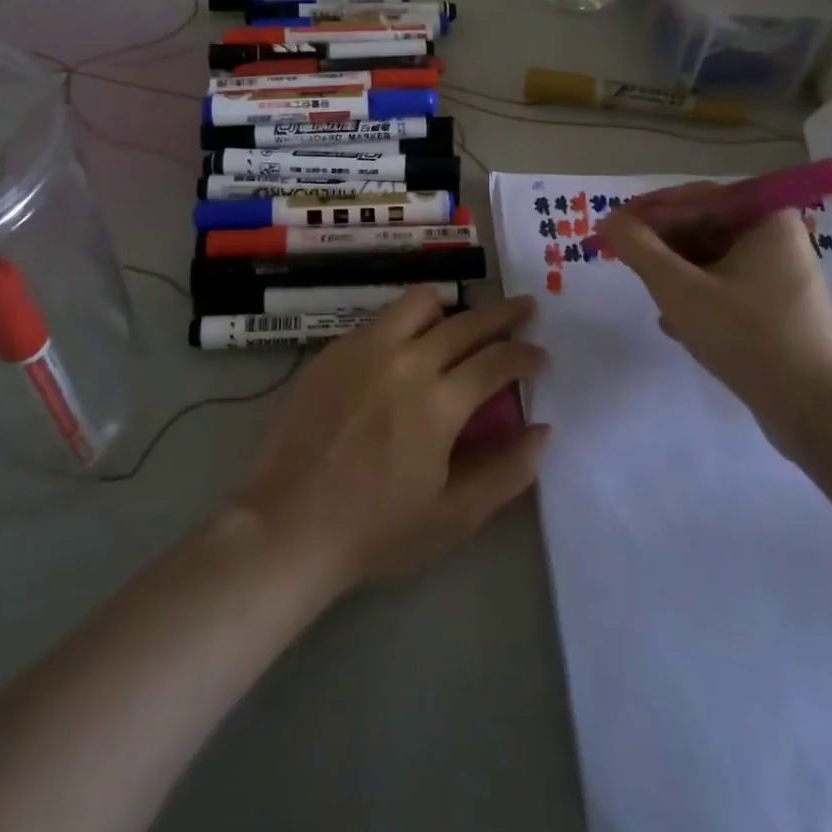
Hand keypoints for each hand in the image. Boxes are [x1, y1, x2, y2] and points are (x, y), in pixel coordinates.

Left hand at [228, 292, 548, 595]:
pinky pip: (382, 317)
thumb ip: (506, 471)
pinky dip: (408, 321)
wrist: (288, 525)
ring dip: (451, 308)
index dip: (525, 353)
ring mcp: (365, 348)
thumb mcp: (453, 517)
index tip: (540, 354)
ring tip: (460, 323)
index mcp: (439, 401)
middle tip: (524, 310)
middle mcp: (406, 360)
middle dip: (504, 313)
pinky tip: (408, 345)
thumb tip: (543, 431)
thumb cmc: (375, 529)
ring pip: (420, 301)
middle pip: (467, 321)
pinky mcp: (335, 349)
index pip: (497, 359)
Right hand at [599, 194, 831, 458]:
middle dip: (663, 250)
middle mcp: (778, 238)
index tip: (610, 230)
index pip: (695, 199)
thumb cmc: (747, 338)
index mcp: (766, 219)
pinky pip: (726, 287)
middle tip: (626, 265)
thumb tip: (609, 220)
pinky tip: (678, 326)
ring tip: (655, 302)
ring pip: (711, 261)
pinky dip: (699, 298)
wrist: (814, 412)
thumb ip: (639, 248)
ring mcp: (781, 275)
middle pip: (703, 228)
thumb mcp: (680, 290)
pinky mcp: (778, 308)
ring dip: (677, 277)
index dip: (647, 213)